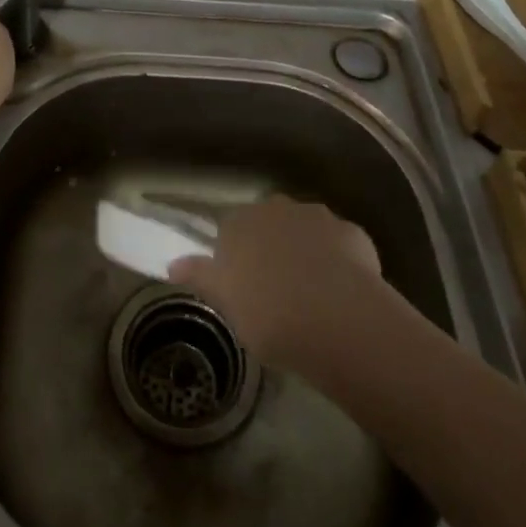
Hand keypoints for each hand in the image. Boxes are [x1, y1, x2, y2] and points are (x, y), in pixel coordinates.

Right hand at [168, 195, 383, 370]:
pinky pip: (339, 247)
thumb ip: (200, 276)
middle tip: (274, 290)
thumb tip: (172, 264)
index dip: (235, 256)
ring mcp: (319, 217)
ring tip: (310, 295)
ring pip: (306, 232)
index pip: (230, 229)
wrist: (336, 318)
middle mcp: (278, 208)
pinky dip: (338, 264)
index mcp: (241, 221)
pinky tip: (341, 295)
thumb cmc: (268, 313)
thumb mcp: (225, 301)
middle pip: (270, 224)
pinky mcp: (354, 234)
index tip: (241, 285)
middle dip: (271, 248)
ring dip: (306, 253)